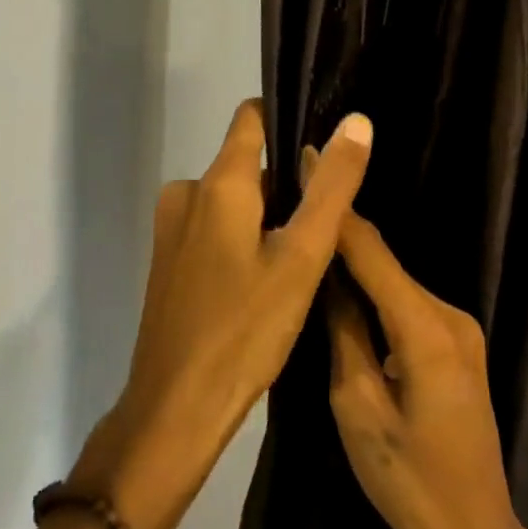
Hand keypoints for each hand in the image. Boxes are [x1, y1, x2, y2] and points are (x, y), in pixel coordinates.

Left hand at [71, 100, 371, 528]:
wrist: (176, 409)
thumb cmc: (245, 329)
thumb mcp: (302, 257)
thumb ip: (332, 187)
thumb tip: (357, 121)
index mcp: (217, 183)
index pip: (251, 118)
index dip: (289, 119)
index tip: (328, 144)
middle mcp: (187, 194)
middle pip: (249, 165)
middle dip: (289, 185)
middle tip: (328, 225)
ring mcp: (172, 229)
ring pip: (235, 202)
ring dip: (270, 218)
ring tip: (305, 258)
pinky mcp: (170, 262)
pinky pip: (217, 230)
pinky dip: (246, 241)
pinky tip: (270, 281)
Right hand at [324, 206, 524, 528]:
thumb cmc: (409, 481)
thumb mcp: (358, 408)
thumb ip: (343, 334)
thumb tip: (326, 279)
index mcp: (425, 328)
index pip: (370, 251)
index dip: (336, 207)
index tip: (307, 161)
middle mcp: (450, 315)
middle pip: (385, 262)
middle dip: (342, 233)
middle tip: (296, 201)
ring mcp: (460, 330)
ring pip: (396, 284)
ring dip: (356, 265)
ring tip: (310, 240)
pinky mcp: (458, 346)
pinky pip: (408, 306)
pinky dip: (375, 293)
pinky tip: (345, 287)